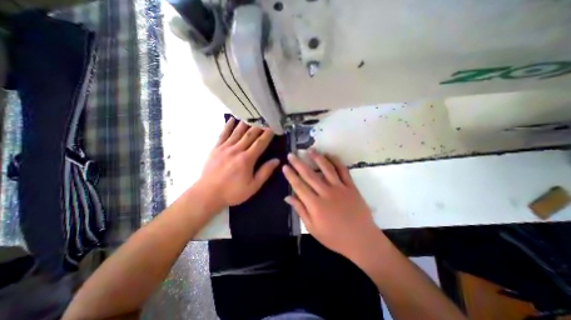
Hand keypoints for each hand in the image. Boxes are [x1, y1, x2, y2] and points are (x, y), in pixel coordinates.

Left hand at [196, 118, 279, 208]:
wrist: (208, 194)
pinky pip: (223, 134)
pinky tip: (232, 119)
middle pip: (250, 134)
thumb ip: (265, 172)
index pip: (260, 143)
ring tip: (252, 115)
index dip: (268, 134)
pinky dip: (228, 126)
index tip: (273, 127)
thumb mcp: (253, 186)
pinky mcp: (216, 148)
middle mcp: (237, 150)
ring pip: (237, 132)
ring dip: (246, 123)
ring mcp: (225, 148)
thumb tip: (276, 160)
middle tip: (265, 118)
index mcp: (247, 159)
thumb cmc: (233, 192)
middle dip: (259, 126)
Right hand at [282, 150, 380, 259]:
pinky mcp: (351, 187)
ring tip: (309, 150)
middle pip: (309, 174)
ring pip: (326, 168)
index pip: (299, 186)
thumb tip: (288, 197)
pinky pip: (343, 170)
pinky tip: (330, 155)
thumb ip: (300, 211)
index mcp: (315, 205)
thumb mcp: (313, 228)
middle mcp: (326, 193)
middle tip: (291, 154)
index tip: (284, 166)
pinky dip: (336, 161)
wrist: (362, 240)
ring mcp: (340, 188)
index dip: (290, 175)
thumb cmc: (335, 237)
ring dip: (317, 158)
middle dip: (298, 163)